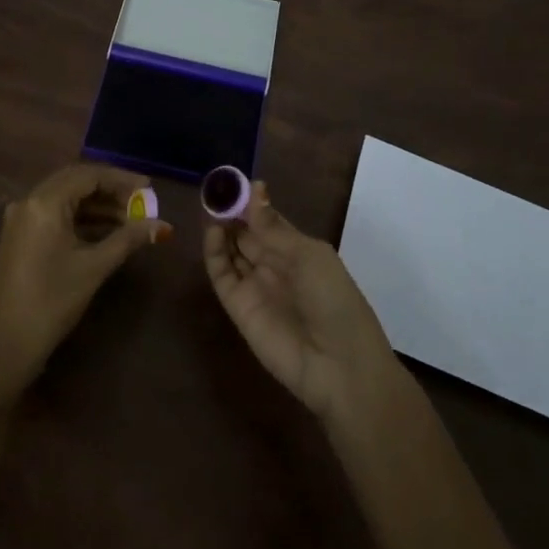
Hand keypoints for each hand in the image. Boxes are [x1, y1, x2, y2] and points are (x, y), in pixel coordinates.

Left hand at [0, 164, 168, 391]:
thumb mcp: (94, 267)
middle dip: (110, 190)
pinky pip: (55, 215)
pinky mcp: (20, 237)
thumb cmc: (51, 302)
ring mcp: (21, 219)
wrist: (2, 346)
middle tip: (142, 203)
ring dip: (97, 206)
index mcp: (44, 202)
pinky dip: (81, 219)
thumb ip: (128, 239)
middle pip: (75, 182)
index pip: (88, 175)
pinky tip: (105, 232)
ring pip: (65, 199)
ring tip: (131, 221)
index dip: (121, 179)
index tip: (149, 188)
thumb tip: (162, 225)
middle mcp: (29, 201)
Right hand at [204, 180, 397, 425]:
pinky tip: (212, 232)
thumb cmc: (334, 301)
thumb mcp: (309, 256)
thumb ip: (273, 227)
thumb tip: (254, 187)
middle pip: (247, 234)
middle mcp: (275, 266)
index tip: (234, 181)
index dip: (252, 203)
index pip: (268, 221)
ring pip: (232, 251)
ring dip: (222, 229)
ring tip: (210, 207)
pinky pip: (222, 275)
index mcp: (299, 251)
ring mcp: (256, 286)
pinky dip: (214, 253)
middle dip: (232, 213)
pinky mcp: (238, 307)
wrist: (338, 367)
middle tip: (214, 191)